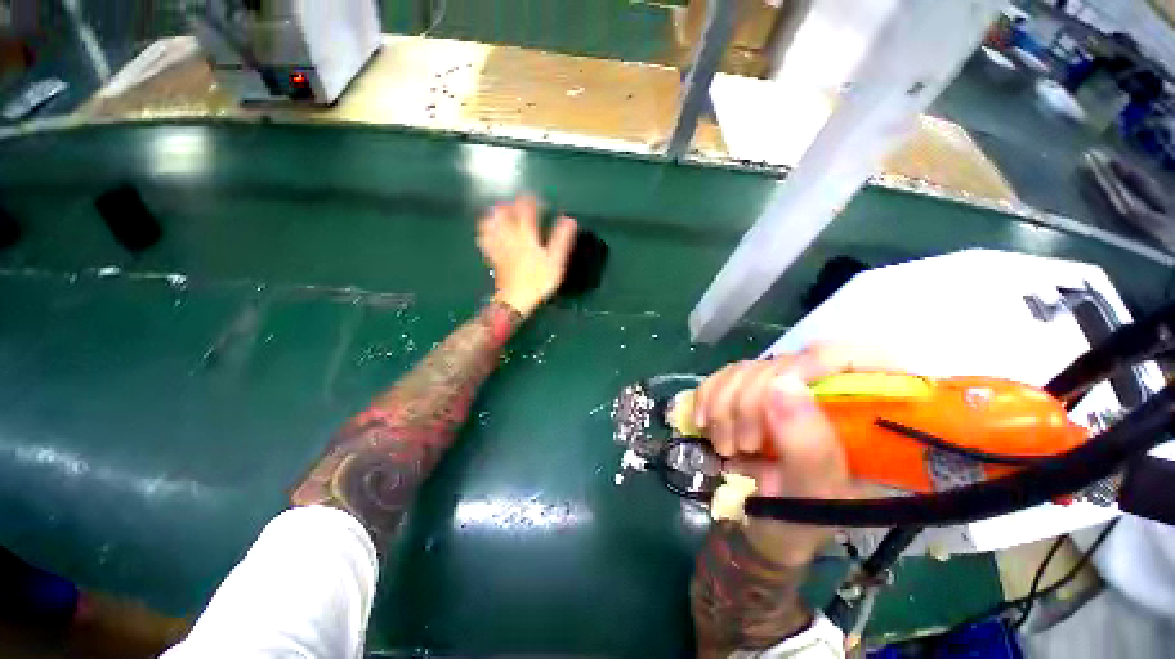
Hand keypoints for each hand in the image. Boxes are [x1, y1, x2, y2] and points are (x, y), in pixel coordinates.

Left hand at [477, 195, 577, 316]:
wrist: (515, 299)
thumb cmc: (538, 281)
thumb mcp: (556, 261)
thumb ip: (561, 239)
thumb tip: (569, 219)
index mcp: (526, 235)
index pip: (526, 210)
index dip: (530, 201)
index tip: (536, 198)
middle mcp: (510, 236)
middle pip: (505, 213)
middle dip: (511, 204)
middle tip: (519, 204)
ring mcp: (499, 245)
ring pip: (492, 223)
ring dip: (496, 213)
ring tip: (502, 210)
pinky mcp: (493, 256)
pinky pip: (485, 238)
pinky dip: (486, 229)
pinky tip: (488, 228)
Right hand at [694, 346, 877, 562]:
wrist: (756, 525)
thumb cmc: (797, 522)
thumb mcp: (811, 497)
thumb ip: (808, 449)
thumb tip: (784, 385)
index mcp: (860, 417)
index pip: (850, 357)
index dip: (811, 365)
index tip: (775, 398)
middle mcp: (822, 394)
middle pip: (784, 363)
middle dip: (750, 403)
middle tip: (742, 446)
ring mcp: (781, 390)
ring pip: (747, 368)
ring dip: (724, 407)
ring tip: (725, 447)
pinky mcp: (748, 391)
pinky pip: (722, 375)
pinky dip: (707, 398)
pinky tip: (704, 423)